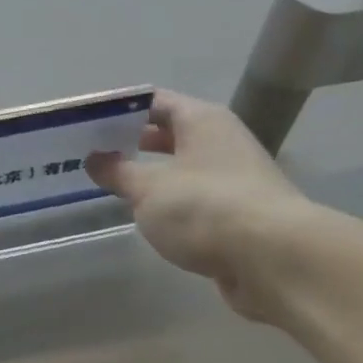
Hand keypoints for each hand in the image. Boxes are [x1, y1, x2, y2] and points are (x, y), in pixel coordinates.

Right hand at [87, 91, 311, 319]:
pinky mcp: (240, 217)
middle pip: (170, 133)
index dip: (120, 110)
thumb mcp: (149, 188)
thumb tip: (95, 159)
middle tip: (92, 155)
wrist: (275, 261)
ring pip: (183, 170)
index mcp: (202, 120)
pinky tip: (149, 220)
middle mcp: (222, 142)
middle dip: (132, 144)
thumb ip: (118, 172)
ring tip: (113, 188)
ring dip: (152, 178)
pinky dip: (173, 207)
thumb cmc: (205, 208)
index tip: (87, 124)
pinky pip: (196, 202)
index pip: (154, 101)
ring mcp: (235, 180)